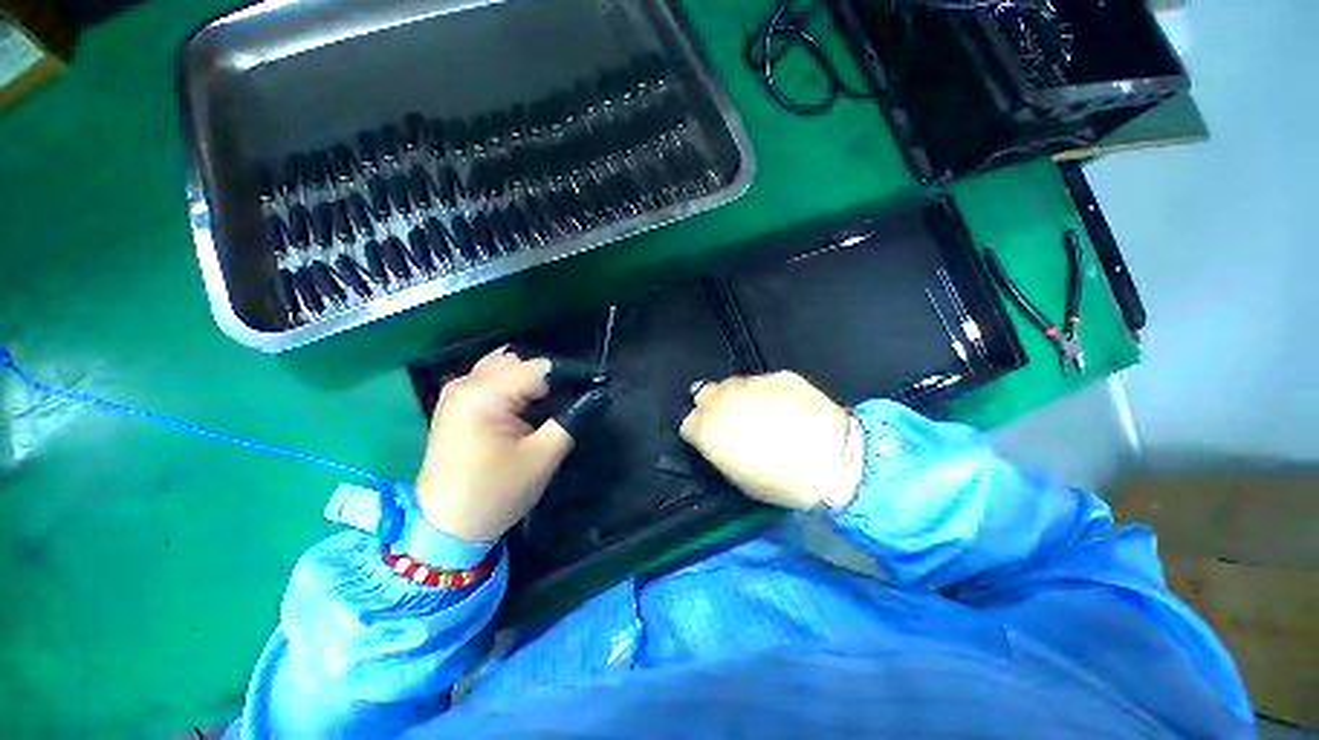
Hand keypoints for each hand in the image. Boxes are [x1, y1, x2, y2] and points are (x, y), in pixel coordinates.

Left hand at [415, 348, 573, 541]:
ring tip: (545, 404)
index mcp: (485, 395)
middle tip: (567, 402)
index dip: (570, 375)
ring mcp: (455, 392)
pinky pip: (488, 378)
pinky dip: (510, 384)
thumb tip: (597, 395)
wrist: (446, 528)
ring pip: (503, 366)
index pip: (539, 367)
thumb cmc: (496, 493)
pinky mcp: (453, 404)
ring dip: (528, 379)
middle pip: (519, 362)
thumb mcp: (543, 457)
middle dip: (548, 377)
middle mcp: (466, 384)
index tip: (591, 389)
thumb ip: (573, 418)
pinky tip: (521, 405)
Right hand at [680, 372, 862, 510]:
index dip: (698, 432)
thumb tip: (718, 441)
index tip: (709, 440)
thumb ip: (720, 452)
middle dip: (710, 406)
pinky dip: (766, 393)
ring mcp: (750, 383)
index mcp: (707, 428)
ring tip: (759, 412)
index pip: (687, 423)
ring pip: (731, 384)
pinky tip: (785, 407)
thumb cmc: (780, 482)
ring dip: (736, 397)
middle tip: (729, 420)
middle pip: (703, 394)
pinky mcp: (777, 375)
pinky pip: (762, 382)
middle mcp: (722, 399)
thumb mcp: (739, 478)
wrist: (832, 460)